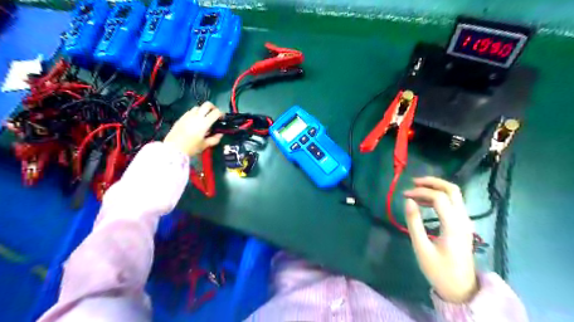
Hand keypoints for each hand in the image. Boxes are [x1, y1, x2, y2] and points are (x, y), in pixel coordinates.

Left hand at [164, 101, 223, 155]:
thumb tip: (220, 134)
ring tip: (203, 119)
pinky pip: (190, 111)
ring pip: (198, 107)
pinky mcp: (181, 118)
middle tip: (214, 115)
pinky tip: (194, 122)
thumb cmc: (191, 148)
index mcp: (204, 123)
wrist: (173, 148)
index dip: (221, 114)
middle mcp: (196, 116)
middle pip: (207, 105)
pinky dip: (195, 114)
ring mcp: (187, 116)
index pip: (216, 112)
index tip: (221, 119)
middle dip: (213, 108)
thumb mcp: (205, 145)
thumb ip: (214, 139)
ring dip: (203, 110)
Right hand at [403, 177, 480, 302]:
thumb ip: (414, 222)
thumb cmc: (438, 270)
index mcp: (453, 225)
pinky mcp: (463, 225)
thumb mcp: (421, 247)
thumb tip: (408, 200)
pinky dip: (440, 196)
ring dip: (437, 187)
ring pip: (455, 194)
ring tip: (417, 189)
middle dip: (432, 182)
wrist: (461, 289)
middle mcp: (463, 219)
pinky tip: (426, 202)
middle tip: (414, 182)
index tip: (404, 195)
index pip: (439, 198)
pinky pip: (454, 203)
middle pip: (452, 190)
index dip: (420, 192)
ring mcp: (465, 222)